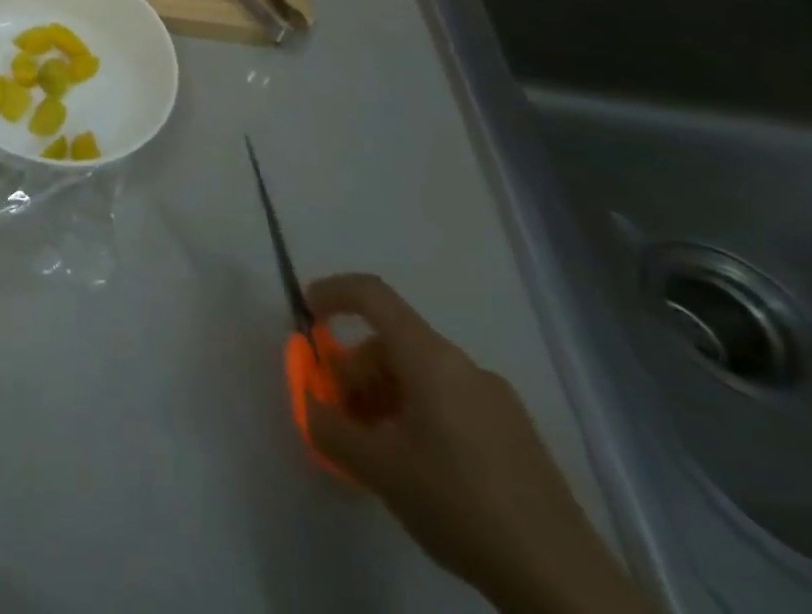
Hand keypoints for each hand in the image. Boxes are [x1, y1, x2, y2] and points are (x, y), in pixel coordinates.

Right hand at [304, 274, 646, 613]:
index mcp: (432, 359)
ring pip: (419, 375)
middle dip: (355, 371)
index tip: (306, 317)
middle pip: (391, 343)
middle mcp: (465, 367)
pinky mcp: (517, 438)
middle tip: (340, 416)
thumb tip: (308, 404)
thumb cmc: (462, 506)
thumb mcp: (378, 469)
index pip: (371, 294)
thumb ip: (328, 427)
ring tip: (376, 450)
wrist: (570, 590)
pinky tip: (416, 468)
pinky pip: (448, 402)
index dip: (332, 293)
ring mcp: (498, 402)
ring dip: (383, 398)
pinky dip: (415, 416)